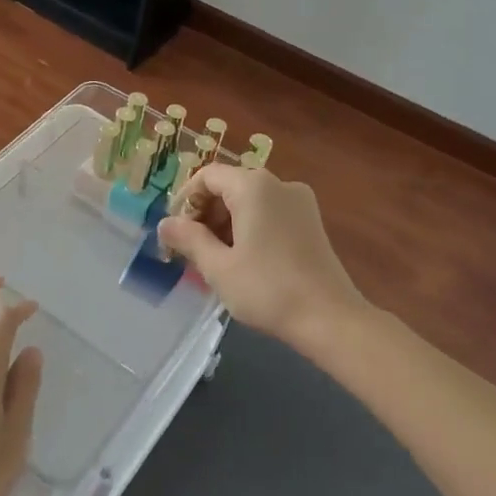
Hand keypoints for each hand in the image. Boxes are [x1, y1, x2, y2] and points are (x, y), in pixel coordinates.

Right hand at [158, 163, 366, 351]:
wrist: (330, 319)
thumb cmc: (267, 289)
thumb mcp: (218, 267)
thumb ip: (188, 239)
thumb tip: (165, 224)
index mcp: (253, 187)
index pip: (207, 176)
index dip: (185, 199)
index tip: (175, 231)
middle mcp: (279, 184)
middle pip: (229, 185)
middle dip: (205, 212)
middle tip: (192, 248)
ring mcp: (300, 202)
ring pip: (250, 200)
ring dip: (226, 222)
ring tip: (215, 258)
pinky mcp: (311, 221)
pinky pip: (270, 212)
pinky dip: (250, 227)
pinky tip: (244, 260)